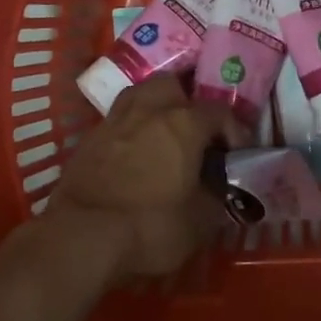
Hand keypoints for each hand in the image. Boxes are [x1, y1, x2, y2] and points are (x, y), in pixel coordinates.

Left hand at [46, 75, 242, 280]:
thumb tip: (220, 187)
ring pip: (141, 95)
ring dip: (156, 108)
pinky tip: (135, 154)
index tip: (238, 154)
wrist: (82, 235)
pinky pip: (119, 120)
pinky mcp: (90, 137)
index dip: (235, 131)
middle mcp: (150, 108)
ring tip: (163, 135)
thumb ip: (216, 196)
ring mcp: (116, 119)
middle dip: (188, 102)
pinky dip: (132, 129)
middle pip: (174, 85)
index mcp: (184, 122)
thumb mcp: (199, 222)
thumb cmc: (150, 225)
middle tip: (194, 132)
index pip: (220, 113)